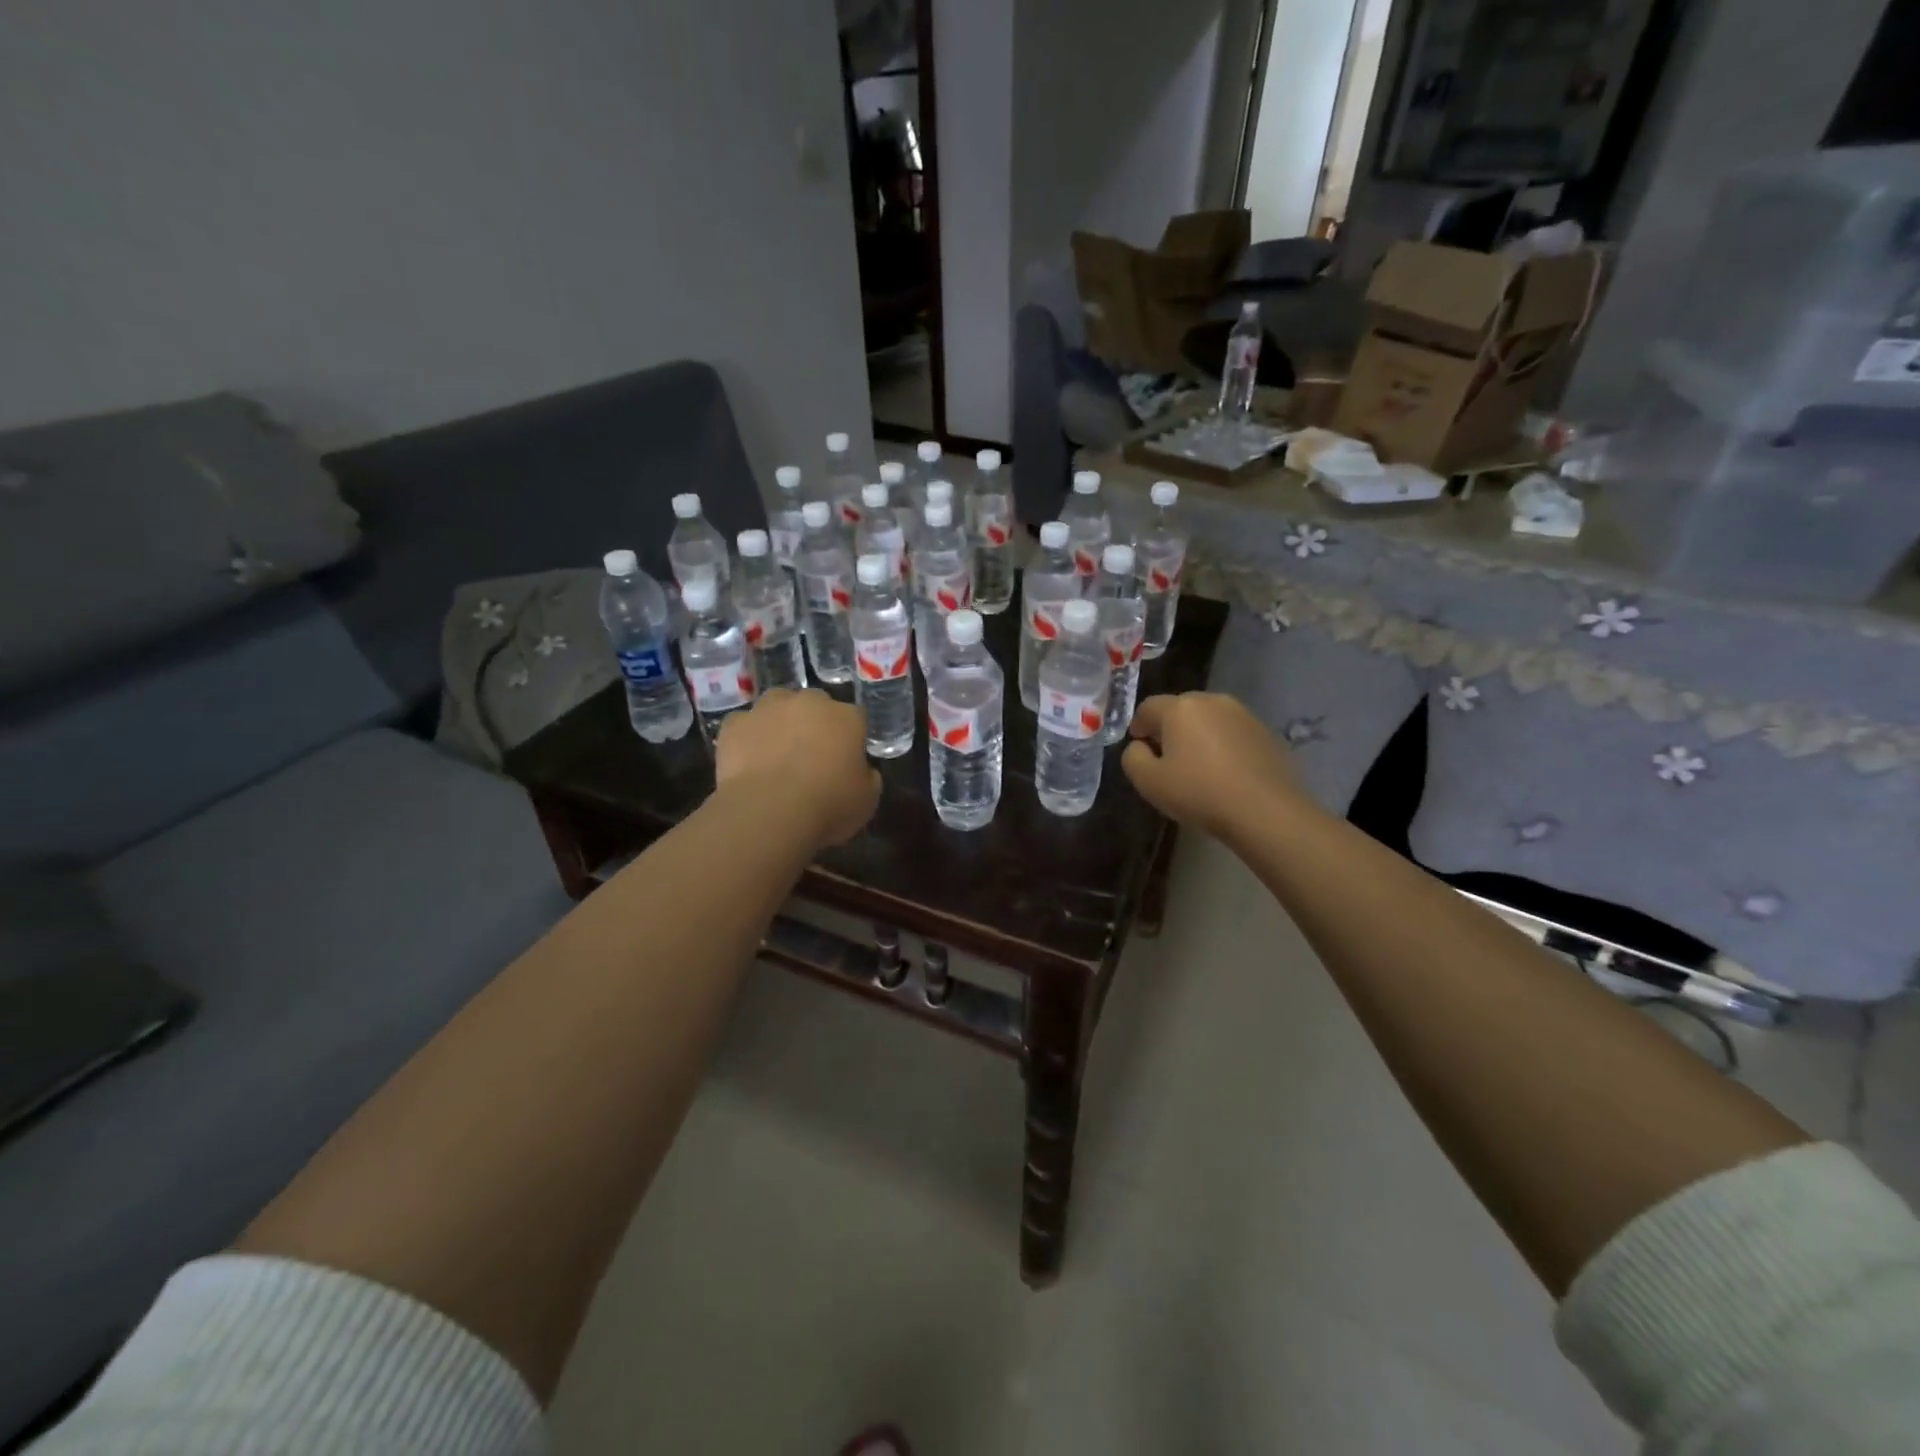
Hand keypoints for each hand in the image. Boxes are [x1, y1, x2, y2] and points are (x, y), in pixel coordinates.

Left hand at [715, 689, 880, 847]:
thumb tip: (862, 770)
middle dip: (814, 723)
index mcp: (847, 717)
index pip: (855, 718)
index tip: (846, 759)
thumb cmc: (828, 806)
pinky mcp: (735, 724)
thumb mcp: (867, 800)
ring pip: (777, 706)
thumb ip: (867, 777)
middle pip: (815, 705)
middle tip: (810, 755)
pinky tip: (748, 762)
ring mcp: (768, 708)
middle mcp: (809, 702)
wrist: (769, 811)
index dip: (850, 737)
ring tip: (776, 754)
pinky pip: (744, 726)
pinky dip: (747, 738)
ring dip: (779, 723)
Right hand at [1122, 693, 1306, 841]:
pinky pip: (1234, 733)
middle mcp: (1213, 700)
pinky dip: (1224, 745)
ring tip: (1198, 766)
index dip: (1138, 726)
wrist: (1266, 811)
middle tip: (1167, 758)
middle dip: (1170, 728)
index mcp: (1180, 707)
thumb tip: (1140, 746)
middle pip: (1181, 709)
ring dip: (1199, 735)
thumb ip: (1133, 758)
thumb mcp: (1148, 782)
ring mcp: (1244, 714)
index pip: (1148, 707)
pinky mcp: (1267, 732)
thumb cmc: (1199, 792)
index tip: (1139, 747)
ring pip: (1210, 719)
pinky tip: (1226, 772)